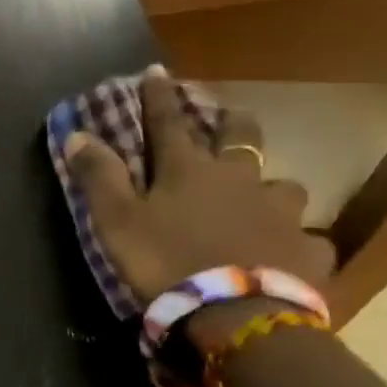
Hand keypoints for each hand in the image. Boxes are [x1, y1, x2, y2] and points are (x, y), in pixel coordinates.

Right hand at [63, 71, 333, 338]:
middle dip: (233, 123)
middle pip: (242, 138)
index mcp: (190, 171)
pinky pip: (305, 238)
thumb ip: (99, 177)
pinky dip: (293, 240)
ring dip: (269, 187)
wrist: (236, 316)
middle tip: (232, 116)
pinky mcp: (308, 251)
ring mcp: (282, 214)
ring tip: (263, 198)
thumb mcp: (116, 220)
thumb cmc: (166, 261)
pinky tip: (286, 252)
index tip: (157, 70)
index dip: (159, 97)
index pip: (168, 123)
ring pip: (283, 186)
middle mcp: (241, 180)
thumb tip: (78, 134)